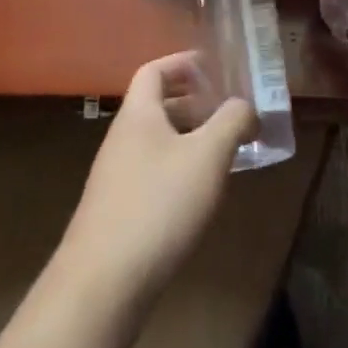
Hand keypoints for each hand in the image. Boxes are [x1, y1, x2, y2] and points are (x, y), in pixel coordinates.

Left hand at [54, 53, 255, 314]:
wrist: (102, 283)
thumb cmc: (158, 205)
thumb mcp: (207, 156)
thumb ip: (231, 122)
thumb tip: (246, 105)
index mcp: (138, 114)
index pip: (154, 71)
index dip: (183, 63)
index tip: (214, 68)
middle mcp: (122, 138)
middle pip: (156, 106)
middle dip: (193, 103)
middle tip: (228, 110)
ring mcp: (116, 176)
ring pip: (157, 141)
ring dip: (189, 138)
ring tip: (224, 150)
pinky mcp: (118, 211)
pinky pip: (153, 172)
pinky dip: (179, 169)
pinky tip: (201, 193)